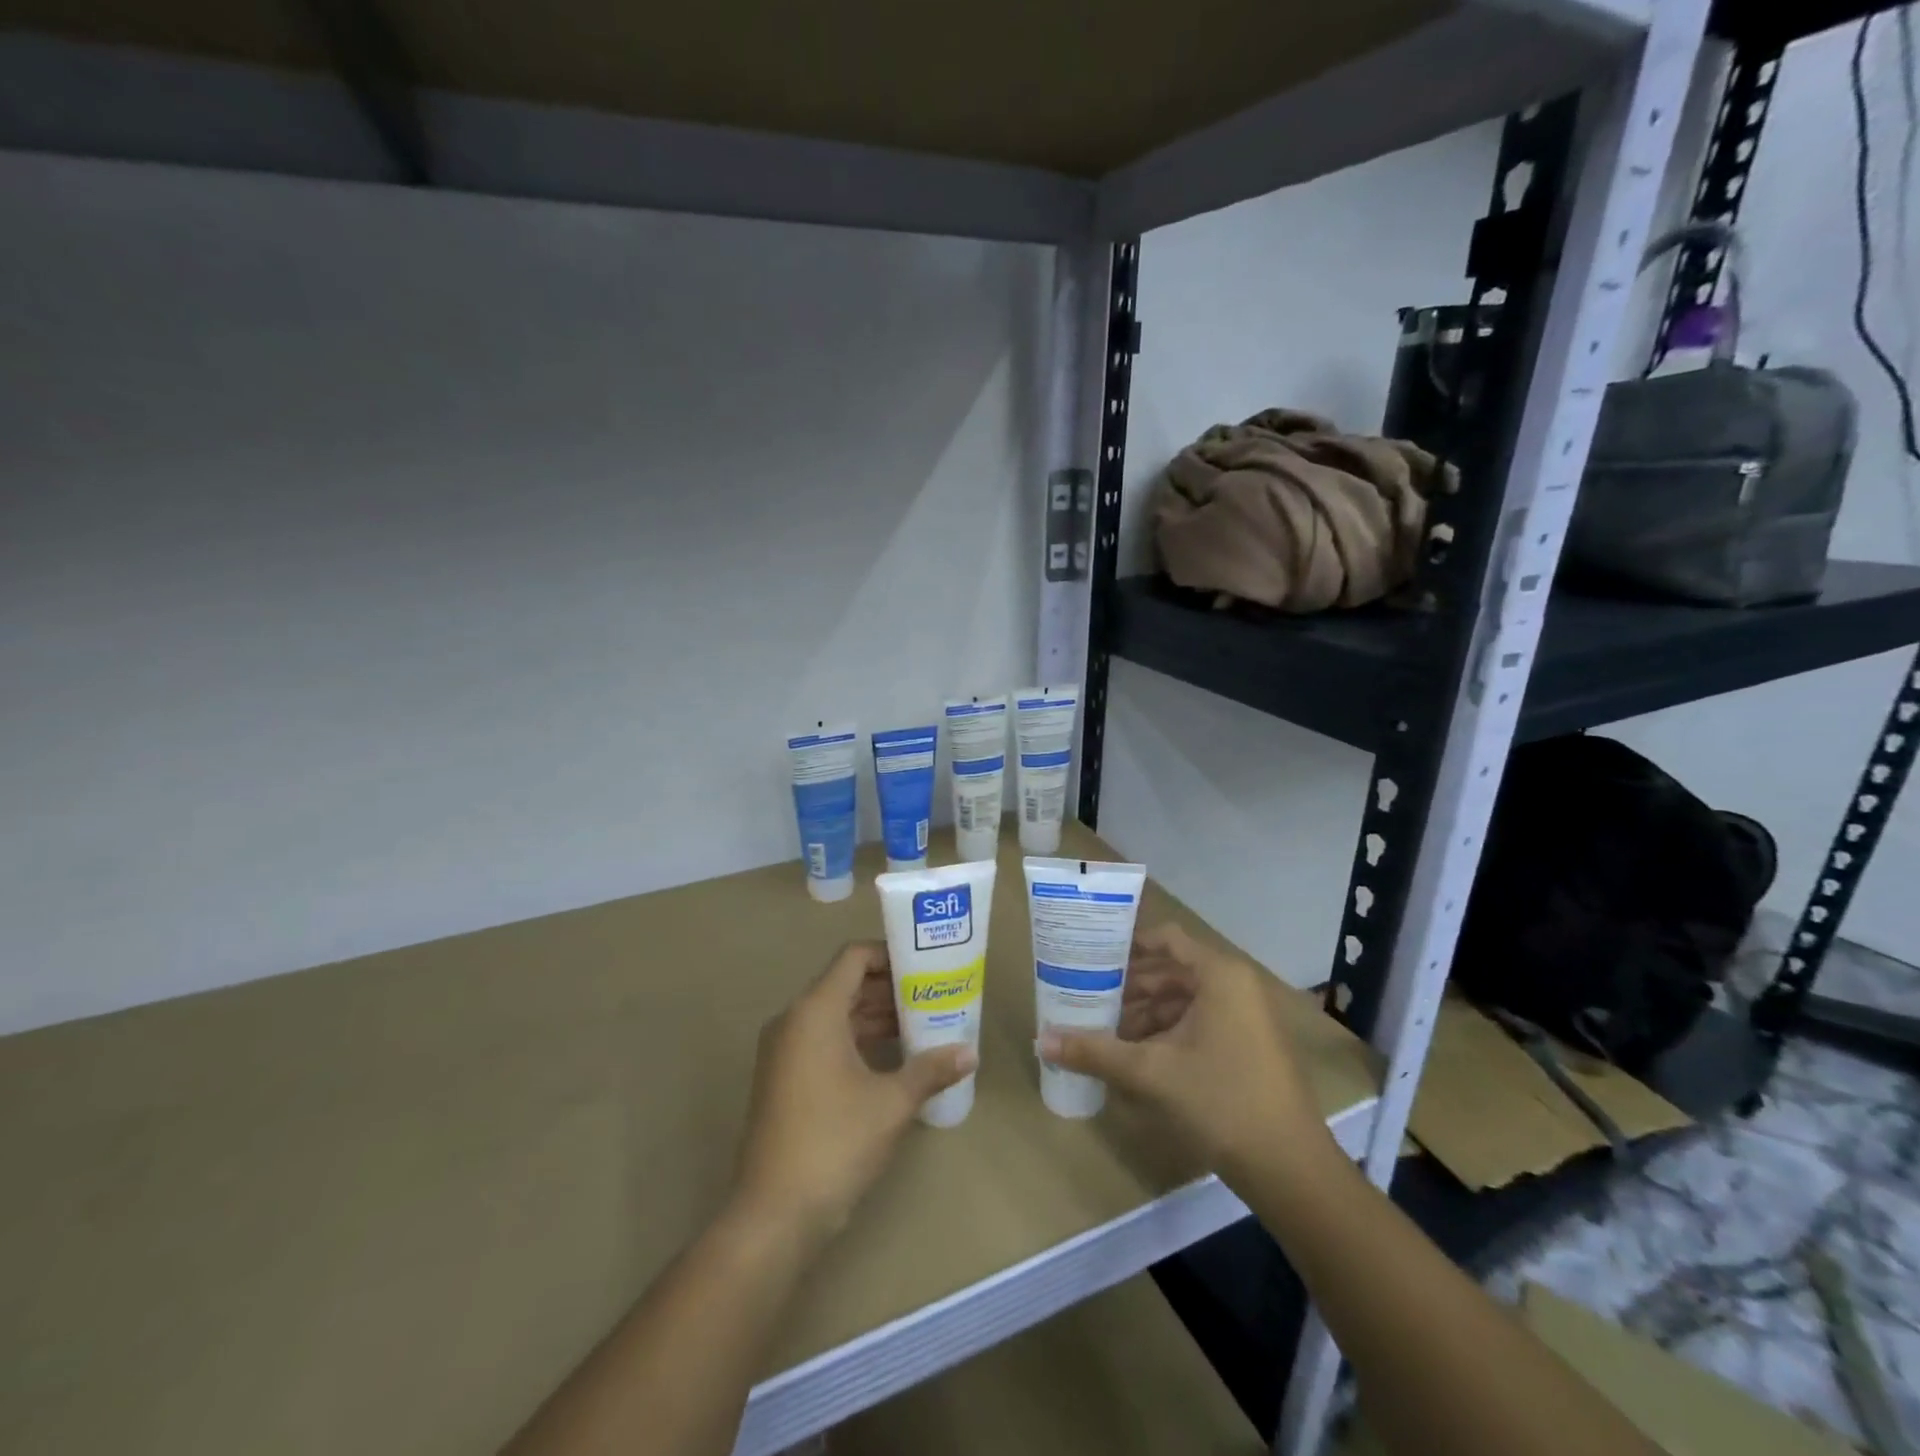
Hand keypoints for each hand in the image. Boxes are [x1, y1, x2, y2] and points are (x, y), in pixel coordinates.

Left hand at [732, 942, 975, 1244]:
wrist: (774, 1214)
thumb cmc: (835, 1143)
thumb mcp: (891, 1103)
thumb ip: (931, 1070)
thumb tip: (970, 1053)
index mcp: (815, 1011)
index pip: (853, 957)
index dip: (890, 953)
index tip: (925, 964)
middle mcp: (793, 1020)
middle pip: (845, 984)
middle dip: (889, 987)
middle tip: (932, 994)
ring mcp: (784, 1051)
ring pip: (835, 1014)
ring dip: (875, 1015)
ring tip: (921, 1023)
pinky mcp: (783, 1078)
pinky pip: (823, 1040)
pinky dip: (856, 1039)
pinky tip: (892, 1057)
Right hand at [1038, 923, 1330, 1185]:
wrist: (1290, 1169)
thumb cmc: (1221, 1101)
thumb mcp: (1150, 1073)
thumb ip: (1095, 1051)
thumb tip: (1041, 1039)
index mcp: (1219, 975)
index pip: (1165, 939)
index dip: (1127, 944)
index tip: (1090, 955)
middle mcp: (1235, 985)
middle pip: (1172, 971)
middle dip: (1129, 986)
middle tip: (1087, 996)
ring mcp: (1246, 1017)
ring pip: (1184, 1000)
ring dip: (1145, 1013)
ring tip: (1105, 1030)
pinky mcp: (1249, 1045)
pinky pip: (1199, 1022)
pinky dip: (1167, 1032)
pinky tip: (1137, 1055)